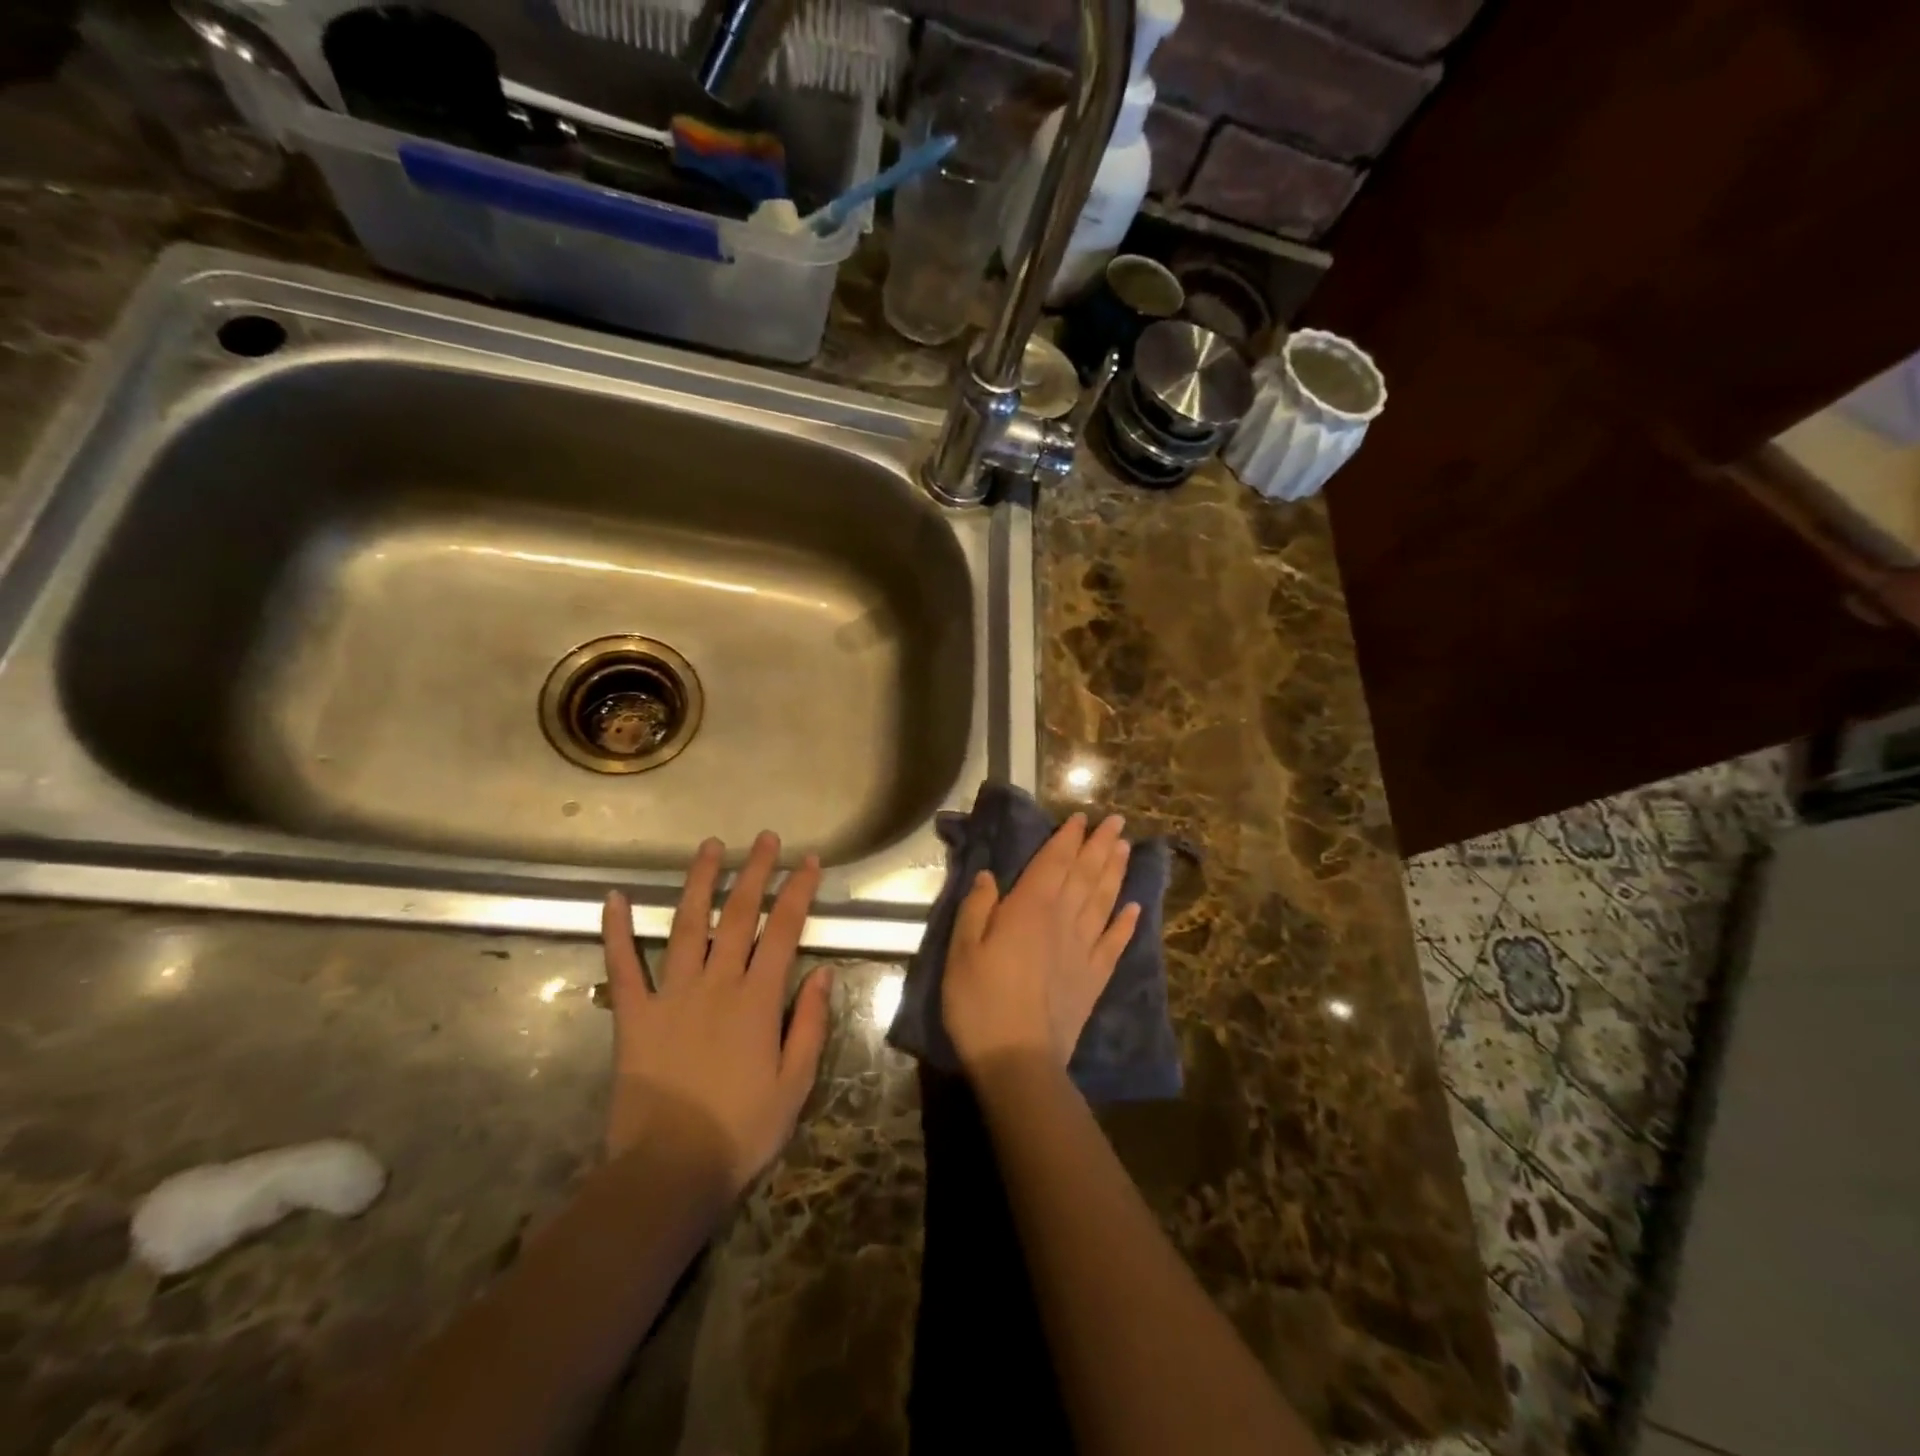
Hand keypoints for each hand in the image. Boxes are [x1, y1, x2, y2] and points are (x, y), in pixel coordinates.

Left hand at [601, 833, 830, 1195]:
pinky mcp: (633, 1016)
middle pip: (738, 915)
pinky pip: (623, 966)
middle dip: (755, 871)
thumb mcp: (795, 1083)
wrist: (669, 1171)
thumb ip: (811, 1023)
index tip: (808, 861)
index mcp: (758, 999)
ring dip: (699, 882)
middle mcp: (717, 983)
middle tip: (765, 838)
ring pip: (686, 925)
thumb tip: (824, 972)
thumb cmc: (742, 1130)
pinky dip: (616, 931)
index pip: (784, 930)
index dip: (799, 891)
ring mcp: (671, 995)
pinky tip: (612, 898)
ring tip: (710, 847)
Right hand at [942, 813, 1140, 1074]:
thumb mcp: (962, 949)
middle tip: (1117, 821)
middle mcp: (1064, 920)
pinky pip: (1115, 942)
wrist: (1018, 1059)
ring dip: (1115, 872)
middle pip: (1086, 875)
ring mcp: (1084, 949)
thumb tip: (990, 875)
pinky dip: (1127, 922)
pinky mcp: (1094, 978)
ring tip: (1126, 849)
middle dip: (1100, 846)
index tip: (1082, 818)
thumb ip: (978, 907)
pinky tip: (1134, 907)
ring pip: (1104, 901)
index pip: (1054, 863)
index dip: (1068, 839)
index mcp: (1030, 908)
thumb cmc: (980, 1001)